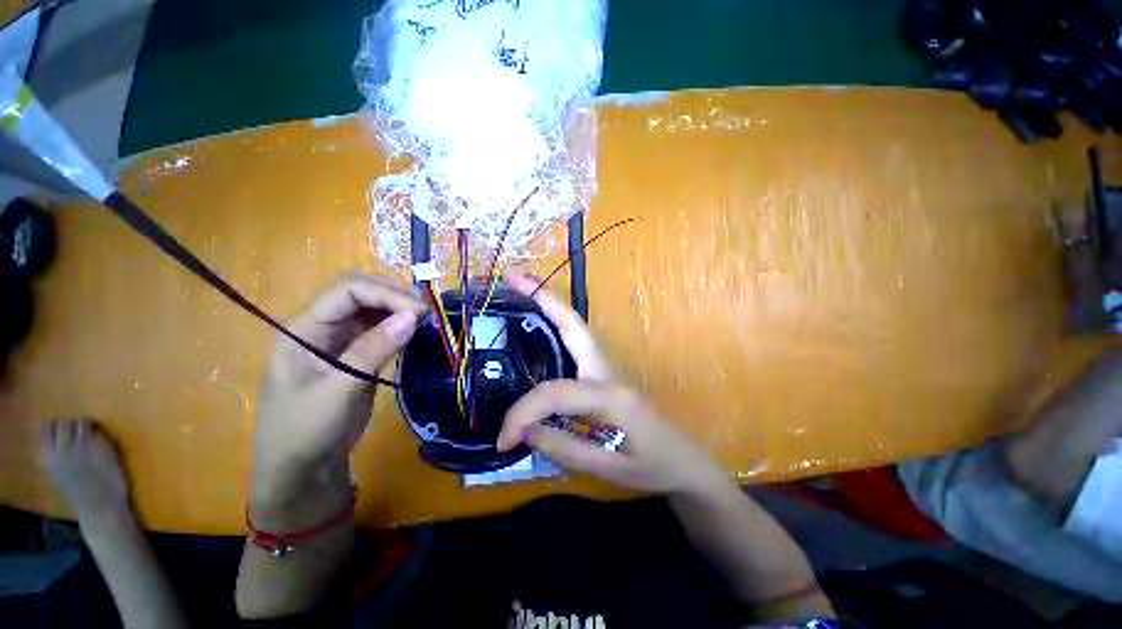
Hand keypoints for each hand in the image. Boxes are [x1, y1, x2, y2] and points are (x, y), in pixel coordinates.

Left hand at [251, 273, 425, 510]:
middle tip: (428, 312)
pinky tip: (417, 331)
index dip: (386, 293)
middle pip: (360, 292)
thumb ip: (374, 350)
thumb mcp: (339, 390)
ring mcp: (339, 339)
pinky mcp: (356, 352)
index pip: (347, 290)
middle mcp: (321, 326)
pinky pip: (381, 328)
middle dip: (395, 295)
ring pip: (373, 308)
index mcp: (304, 329)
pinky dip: (401, 325)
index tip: (420, 311)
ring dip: (400, 309)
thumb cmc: (306, 430)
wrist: (302, 468)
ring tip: (427, 320)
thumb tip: (413, 316)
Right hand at [496, 269, 725, 494]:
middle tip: (511, 277)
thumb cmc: (654, 467)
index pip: (554, 393)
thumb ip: (564, 449)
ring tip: (520, 287)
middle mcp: (606, 369)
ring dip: (547, 304)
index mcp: (610, 394)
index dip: (522, 414)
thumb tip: (523, 431)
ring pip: (573, 326)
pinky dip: (554, 322)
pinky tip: (538, 320)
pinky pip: (574, 339)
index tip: (504, 440)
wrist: (686, 462)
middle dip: (541, 297)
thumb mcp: (610, 470)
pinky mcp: (602, 370)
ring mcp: (606, 365)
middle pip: (572, 323)